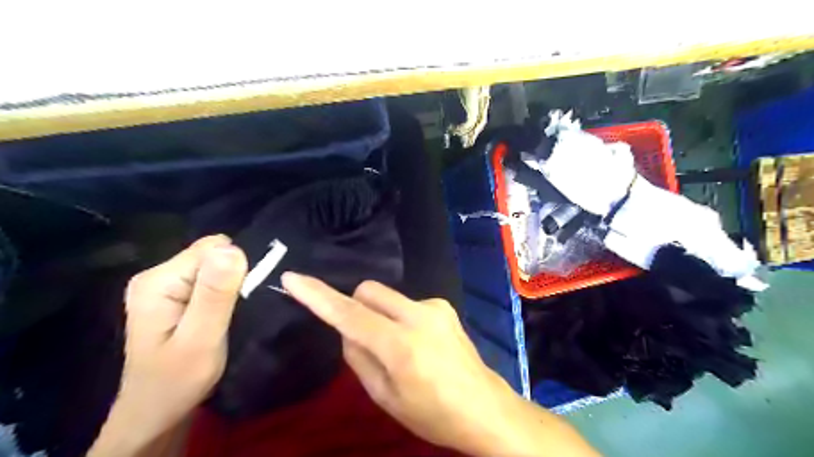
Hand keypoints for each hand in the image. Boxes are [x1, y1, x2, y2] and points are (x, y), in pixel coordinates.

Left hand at [90, 236, 246, 456]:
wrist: (157, 413)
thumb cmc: (177, 381)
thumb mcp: (201, 338)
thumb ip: (215, 294)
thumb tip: (232, 248)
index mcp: (158, 281)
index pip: (212, 249)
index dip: (235, 269)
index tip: (240, 300)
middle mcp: (158, 276)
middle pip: (213, 255)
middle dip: (233, 278)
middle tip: (233, 313)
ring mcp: (166, 286)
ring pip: (215, 267)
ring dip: (230, 288)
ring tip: (230, 316)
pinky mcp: (176, 296)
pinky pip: (212, 280)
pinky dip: (225, 294)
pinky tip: (223, 315)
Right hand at [280, 272, 538, 455]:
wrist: (483, 407)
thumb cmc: (431, 413)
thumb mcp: (384, 396)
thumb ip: (358, 356)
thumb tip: (346, 327)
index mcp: (401, 346)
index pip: (349, 314)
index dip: (318, 296)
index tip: (294, 279)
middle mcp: (419, 316)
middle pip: (368, 291)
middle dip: (355, 306)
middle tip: (362, 337)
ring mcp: (435, 306)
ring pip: (387, 297)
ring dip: (380, 315)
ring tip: (397, 348)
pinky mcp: (444, 305)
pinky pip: (406, 303)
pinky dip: (399, 317)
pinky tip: (417, 342)